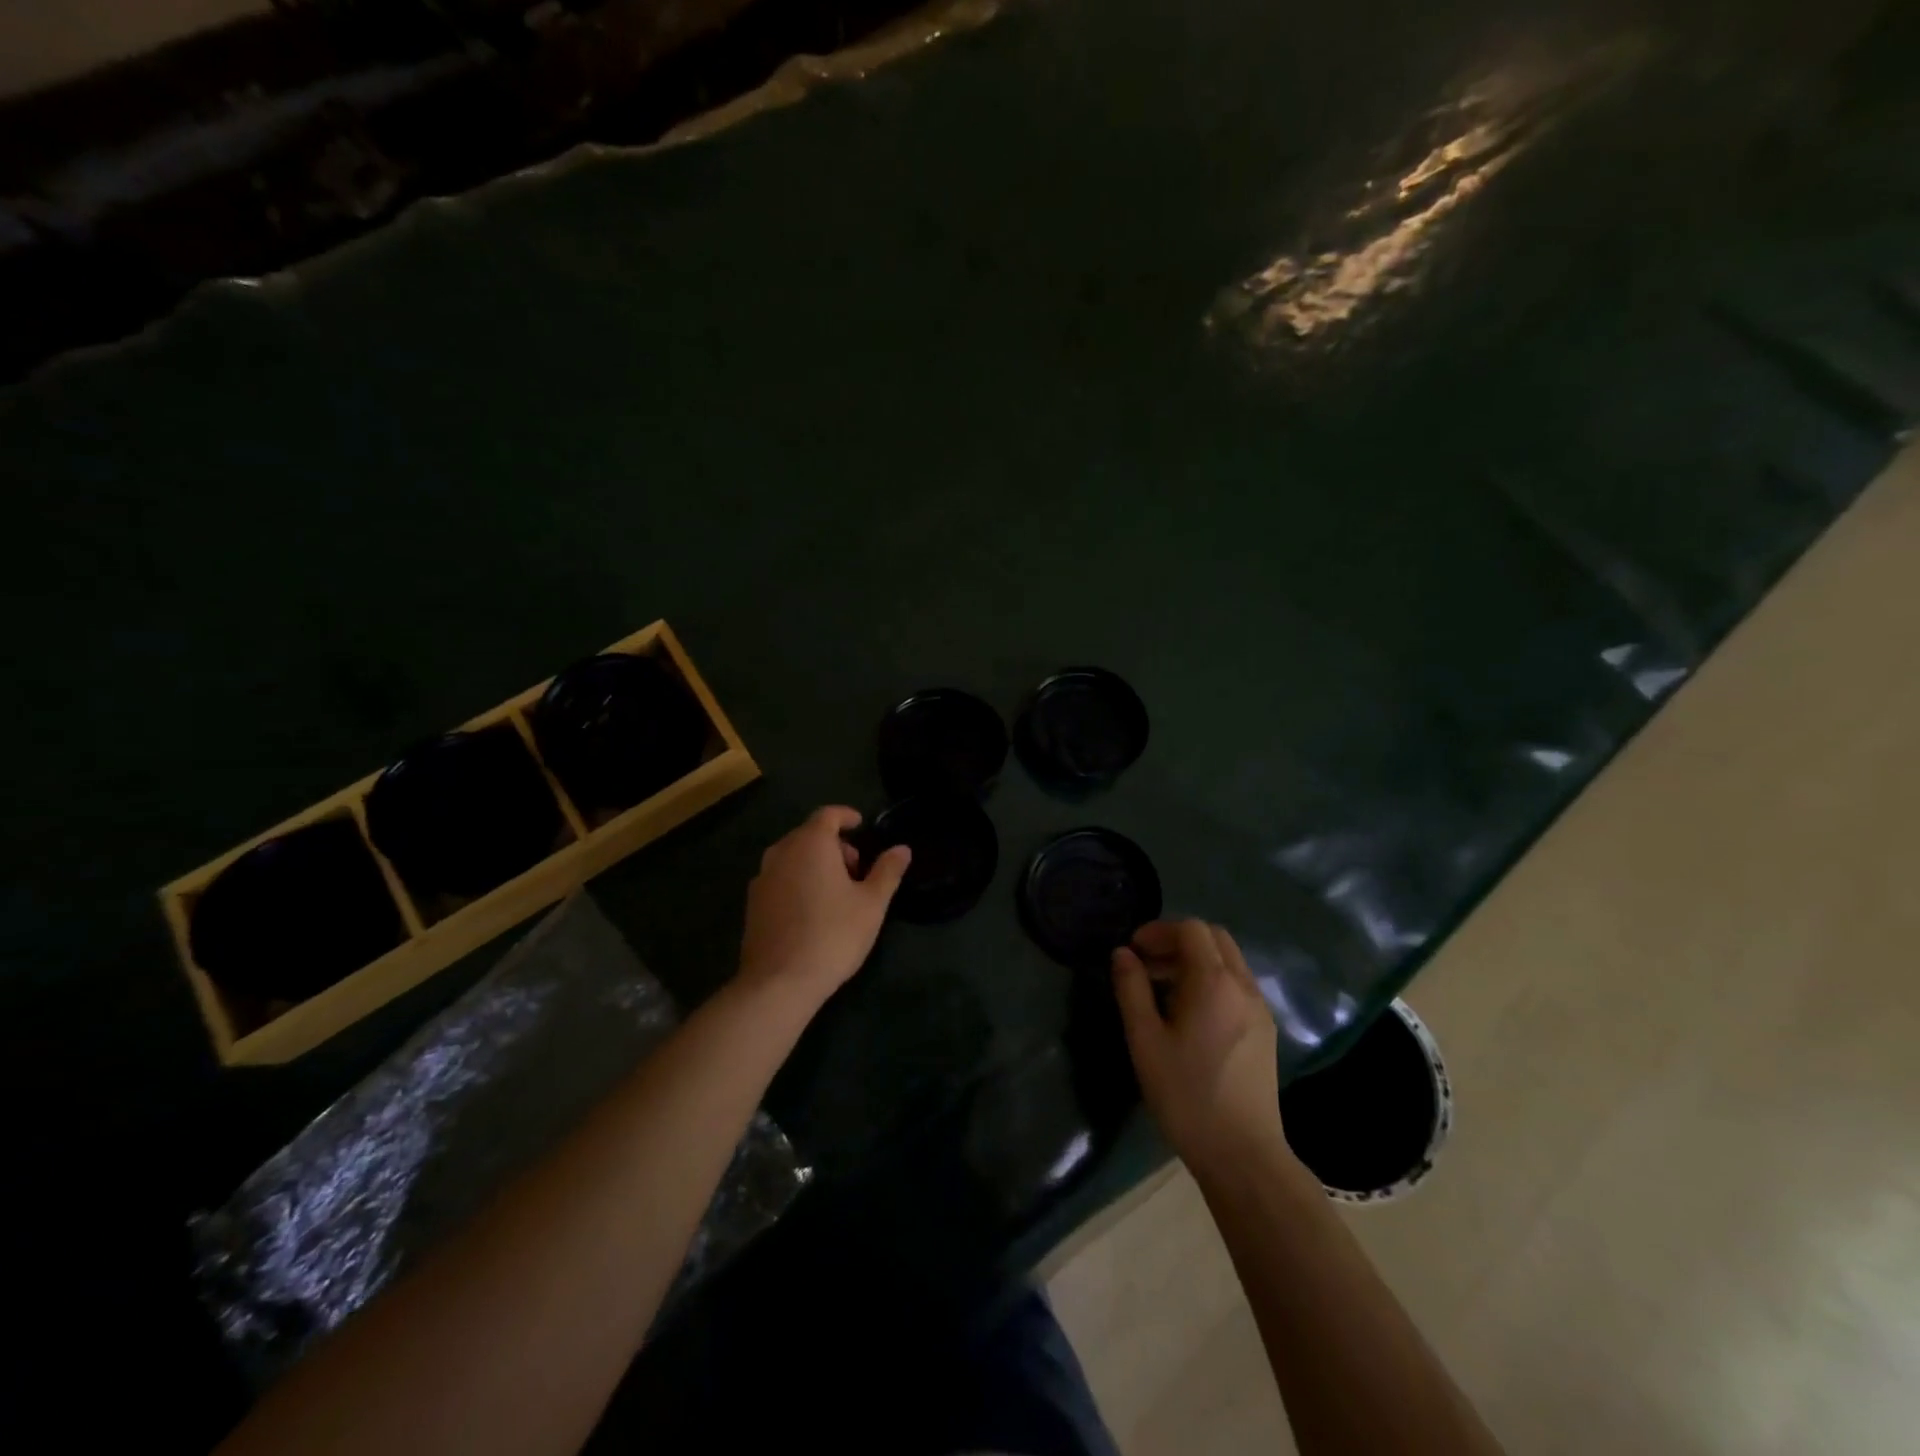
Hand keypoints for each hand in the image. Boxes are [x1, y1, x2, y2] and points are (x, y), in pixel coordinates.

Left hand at [738, 806, 910, 1009]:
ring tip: (836, 892)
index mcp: (811, 844)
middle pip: (809, 835)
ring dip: (815, 863)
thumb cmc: (833, 935)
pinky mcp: (752, 903)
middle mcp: (781, 852)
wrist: (779, 982)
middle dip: (834, 844)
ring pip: (792, 857)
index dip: (846, 816)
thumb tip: (902, 849)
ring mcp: (762, 878)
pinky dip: (797, 881)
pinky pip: (780, 878)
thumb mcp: (872, 904)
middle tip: (857, 870)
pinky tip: (811, 910)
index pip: (828, 814)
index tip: (861, 825)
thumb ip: (887, 871)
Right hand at [1113, 920, 1286, 1175]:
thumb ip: (1131, 989)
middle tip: (1147, 964)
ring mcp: (1259, 1008)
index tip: (1133, 950)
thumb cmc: (1186, 1095)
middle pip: (1214, 938)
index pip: (1191, 929)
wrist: (1242, 1155)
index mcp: (1214, 982)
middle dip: (1177, 940)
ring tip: (1162, 990)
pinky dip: (1211, 980)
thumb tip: (1123, 954)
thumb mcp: (1145, 1040)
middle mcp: (1243, 986)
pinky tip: (1189, 1013)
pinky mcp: (1265, 1030)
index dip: (1158, 930)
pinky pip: (1237, 984)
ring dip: (1195, 960)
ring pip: (1228, 961)